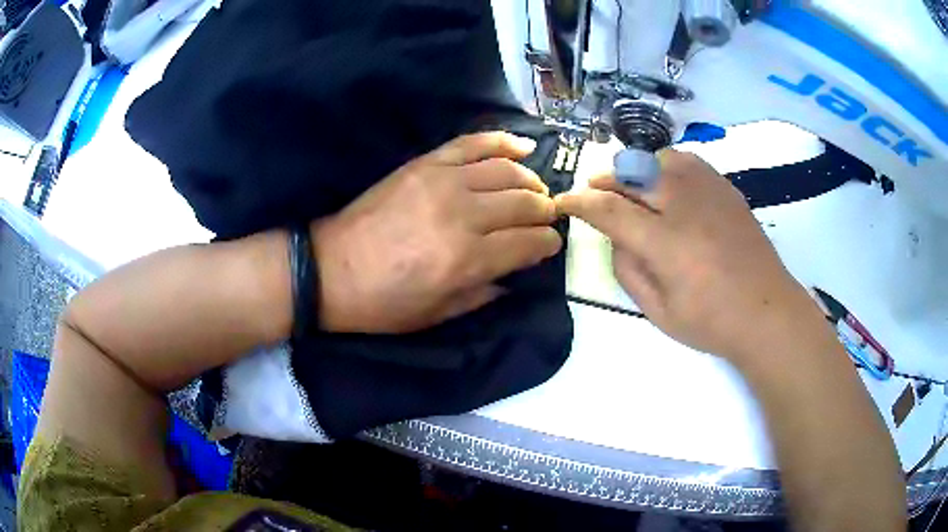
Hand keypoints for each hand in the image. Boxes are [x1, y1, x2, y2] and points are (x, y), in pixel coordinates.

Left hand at [313, 132, 561, 333]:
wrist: (331, 270)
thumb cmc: (383, 303)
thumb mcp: (438, 315)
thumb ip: (484, 293)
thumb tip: (514, 273)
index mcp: (468, 260)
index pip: (529, 243)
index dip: (547, 244)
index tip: (550, 245)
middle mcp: (463, 215)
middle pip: (524, 202)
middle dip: (544, 211)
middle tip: (547, 216)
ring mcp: (443, 182)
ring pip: (506, 170)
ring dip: (530, 179)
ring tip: (535, 189)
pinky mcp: (425, 164)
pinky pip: (473, 143)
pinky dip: (502, 141)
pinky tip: (523, 145)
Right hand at [556, 150, 830, 365]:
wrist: (767, 311)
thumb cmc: (711, 321)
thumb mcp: (658, 312)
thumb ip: (628, 271)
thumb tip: (617, 238)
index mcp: (665, 241)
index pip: (609, 208)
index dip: (580, 202)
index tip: (564, 201)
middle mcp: (684, 204)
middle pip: (632, 173)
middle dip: (604, 180)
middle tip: (593, 192)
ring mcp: (708, 190)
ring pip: (658, 158)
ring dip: (635, 169)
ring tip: (630, 187)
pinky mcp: (725, 188)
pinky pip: (686, 161)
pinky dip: (665, 166)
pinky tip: (666, 185)